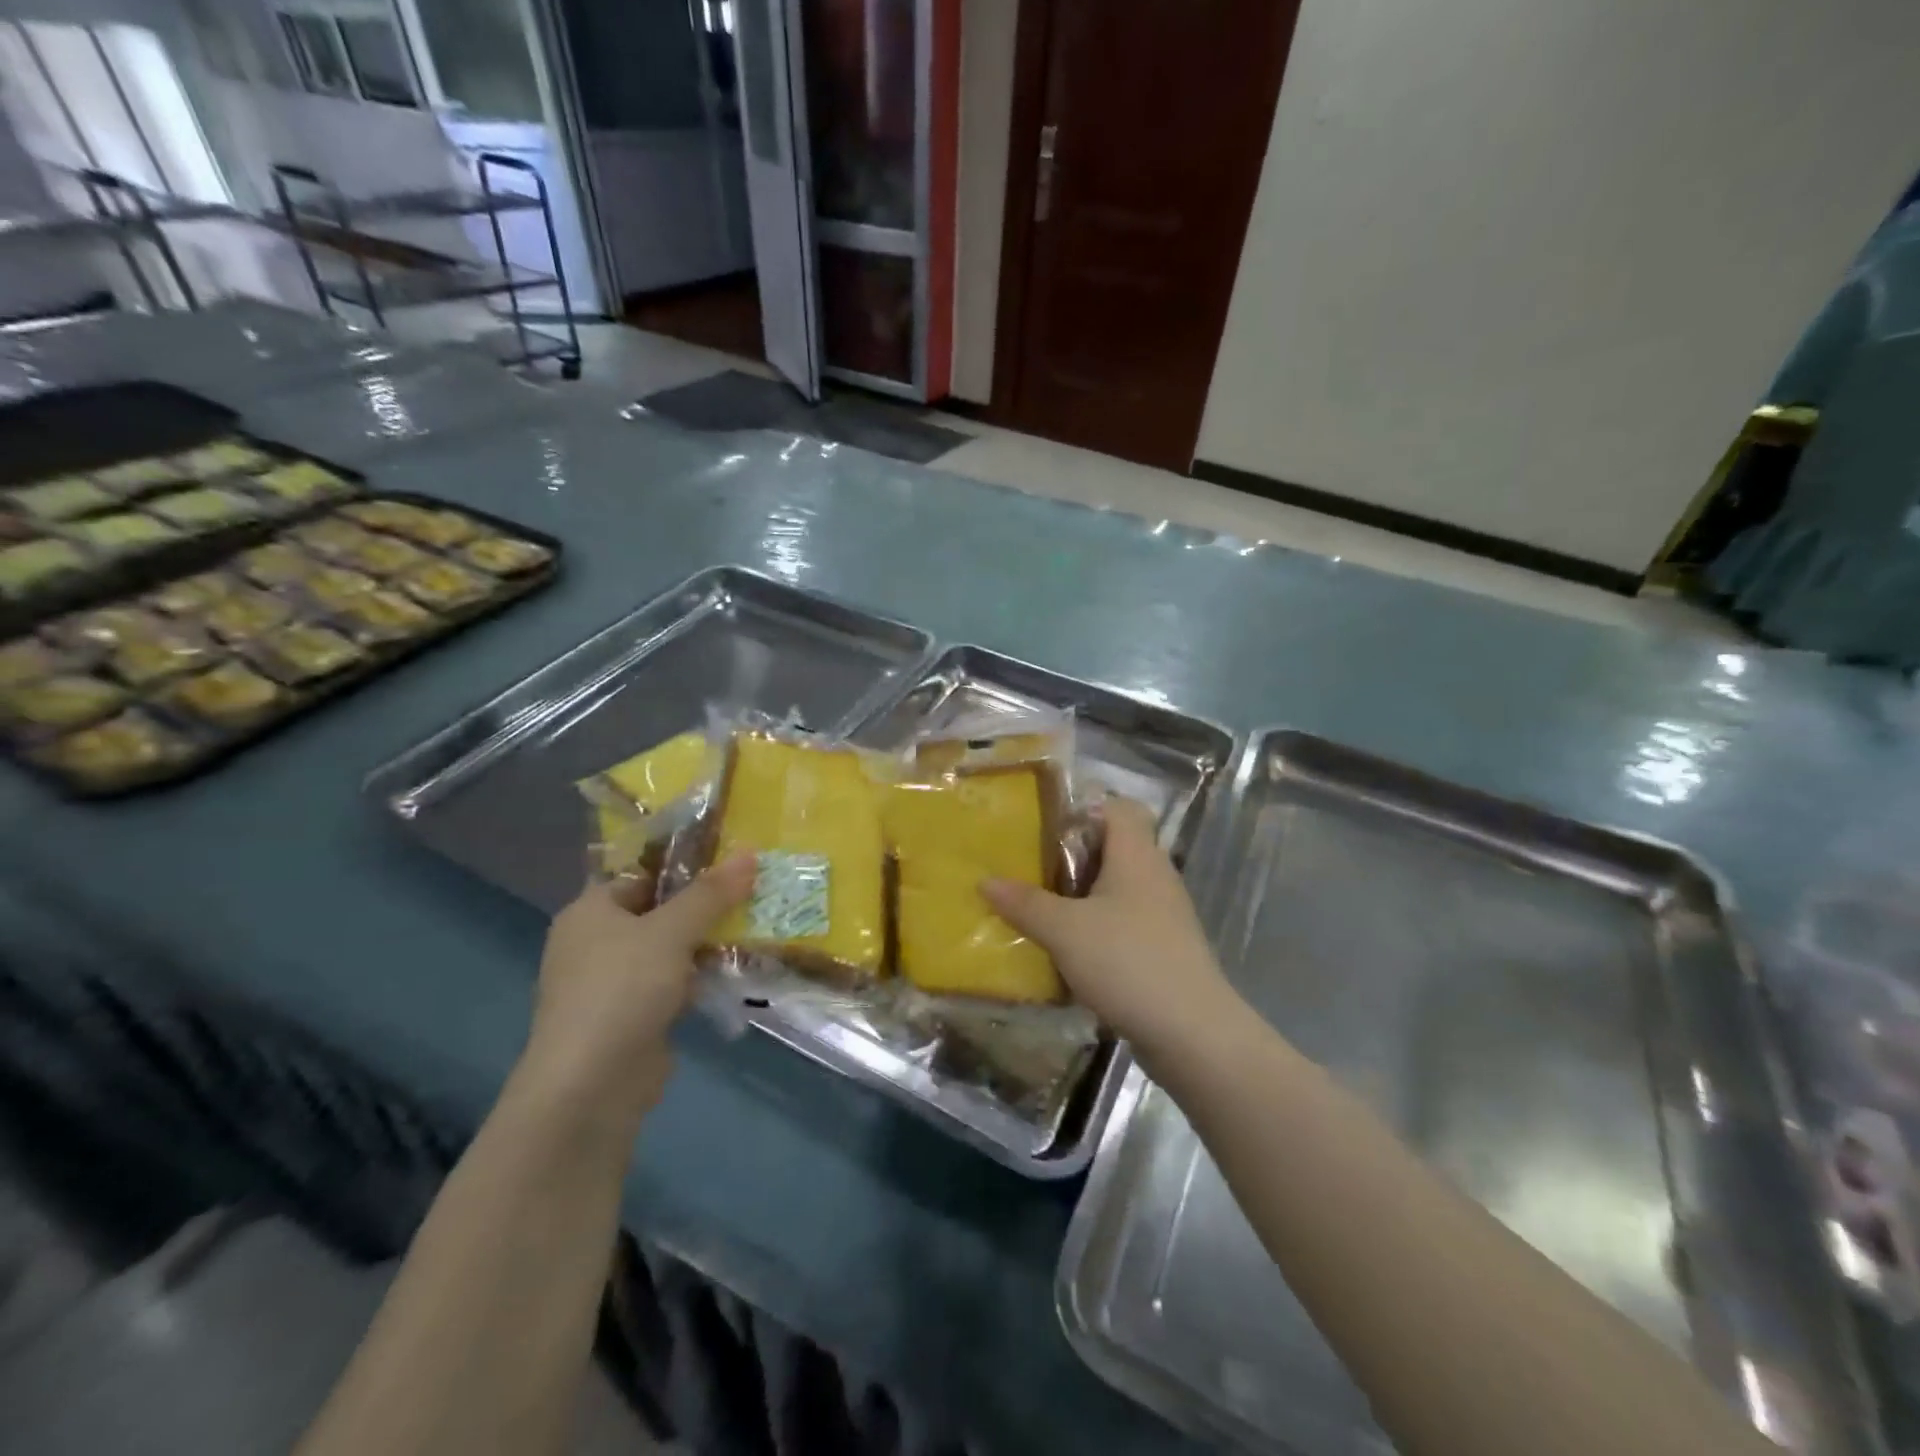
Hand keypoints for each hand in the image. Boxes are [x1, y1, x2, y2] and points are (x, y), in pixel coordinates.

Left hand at [526, 853, 755, 1111]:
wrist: (591, 1087)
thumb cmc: (622, 990)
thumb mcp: (671, 931)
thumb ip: (711, 893)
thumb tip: (750, 852)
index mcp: (589, 912)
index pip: (640, 873)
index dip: (684, 863)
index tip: (731, 857)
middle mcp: (595, 943)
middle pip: (658, 910)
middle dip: (704, 904)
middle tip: (752, 889)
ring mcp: (612, 983)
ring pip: (669, 949)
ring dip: (706, 942)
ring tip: (755, 924)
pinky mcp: (632, 1017)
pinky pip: (673, 984)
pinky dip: (700, 978)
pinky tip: (737, 970)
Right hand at [982, 798, 1242, 1059]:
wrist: (1192, 1032)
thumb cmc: (1127, 961)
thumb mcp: (1064, 930)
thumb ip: (1025, 903)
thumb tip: (985, 880)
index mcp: (1137, 855)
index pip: (1118, 808)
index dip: (1084, 809)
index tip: (1045, 829)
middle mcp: (1155, 875)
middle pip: (1114, 848)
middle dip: (1072, 857)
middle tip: (1031, 870)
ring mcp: (1164, 913)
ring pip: (1118, 888)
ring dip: (1082, 896)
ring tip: (1042, 910)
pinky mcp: (1165, 947)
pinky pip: (1125, 922)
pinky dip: (1098, 928)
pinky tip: (1070, 950)